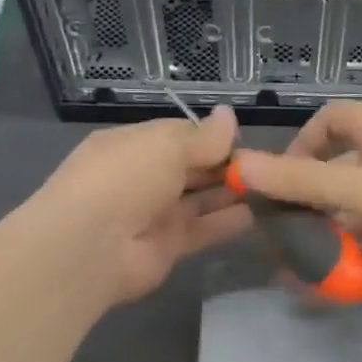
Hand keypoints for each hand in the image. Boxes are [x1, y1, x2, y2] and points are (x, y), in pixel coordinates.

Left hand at [26, 105, 246, 305]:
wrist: (90, 246)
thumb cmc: (125, 178)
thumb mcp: (166, 145)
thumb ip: (204, 137)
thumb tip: (229, 115)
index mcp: (134, 145)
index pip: (179, 135)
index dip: (211, 137)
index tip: (244, 140)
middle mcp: (144, 177)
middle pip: (192, 168)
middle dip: (225, 165)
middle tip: (265, 166)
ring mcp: (155, 214)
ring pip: (200, 199)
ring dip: (231, 193)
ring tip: (270, 187)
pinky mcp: (168, 246)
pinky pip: (204, 230)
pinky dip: (228, 222)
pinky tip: (259, 214)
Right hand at [229, 102, 361, 286]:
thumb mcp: (359, 189)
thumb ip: (301, 181)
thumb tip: (242, 166)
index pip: (327, 121)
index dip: (298, 149)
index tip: (280, 186)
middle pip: (340, 168)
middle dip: (310, 203)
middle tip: (285, 236)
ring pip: (361, 205)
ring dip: (334, 233)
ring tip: (304, 266)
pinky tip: (342, 277)